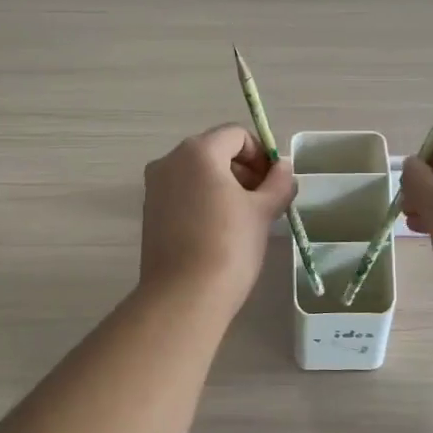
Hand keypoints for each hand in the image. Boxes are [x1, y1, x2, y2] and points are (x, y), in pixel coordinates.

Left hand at [140, 125, 293, 299]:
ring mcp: (155, 187)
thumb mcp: (263, 211)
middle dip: (243, 169)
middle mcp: (170, 161)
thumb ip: (278, 183)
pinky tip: (220, 230)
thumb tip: (283, 167)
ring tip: (245, 218)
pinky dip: (204, 200)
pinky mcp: (149, 212)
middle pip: (215, 150)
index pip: (236, 135)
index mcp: (198, 151)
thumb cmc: (229, 246)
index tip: (275, 182)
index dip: (261, 154)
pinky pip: (183, 193)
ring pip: (197, 173)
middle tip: (265, 200)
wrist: (184, 296)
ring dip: (225, 185)